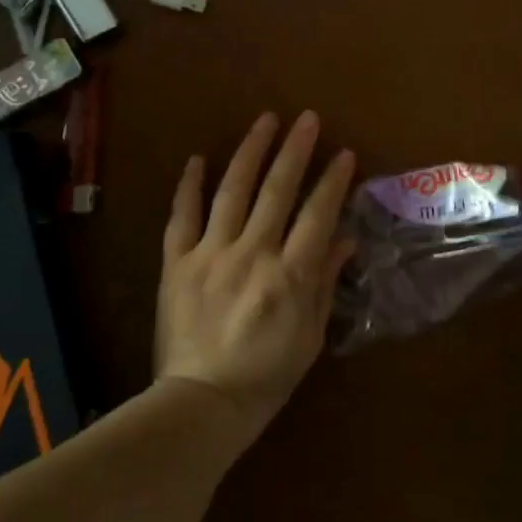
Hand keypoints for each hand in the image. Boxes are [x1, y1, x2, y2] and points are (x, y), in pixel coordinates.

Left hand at [156, 112, 356, 446]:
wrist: (201, 404)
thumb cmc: (266, 375)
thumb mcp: (310, 335)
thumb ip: (325, 281)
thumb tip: (345, 238)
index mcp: (290, 275)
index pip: (318, 214)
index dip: (333, 180)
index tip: (344, 153)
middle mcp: (252, 254)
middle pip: (278, 190)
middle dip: (295, 150)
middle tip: (307, 118)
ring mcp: (210, 254)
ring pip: (232, 192)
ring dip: (250, 153)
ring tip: (264, 121)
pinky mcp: (177, 263)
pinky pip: (182, 217)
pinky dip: (190, 186)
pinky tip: (199, 159)